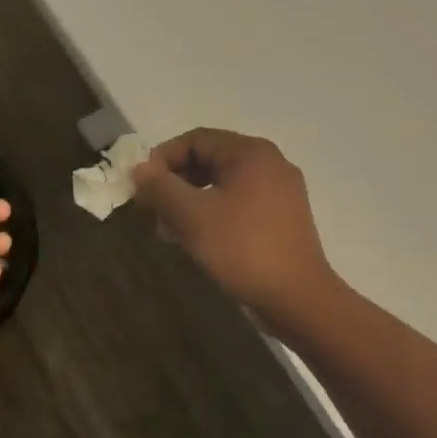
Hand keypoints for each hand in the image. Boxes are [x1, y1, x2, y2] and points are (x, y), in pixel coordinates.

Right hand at [133, 129, 339, 334]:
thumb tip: (139, 169)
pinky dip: (214, 213)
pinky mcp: (284, 217)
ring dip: (191, 201)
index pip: (195, 139)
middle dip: (175, 183)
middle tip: (152, 211)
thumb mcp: (191, 216)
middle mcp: (270, 163)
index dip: (162, 159)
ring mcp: (281, 191)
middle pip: (210, 159)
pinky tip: (199, 240)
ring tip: (171, 230)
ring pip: (223, 183)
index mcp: (250, 152)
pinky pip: (240, 202)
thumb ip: (160, 187)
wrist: (297, 298)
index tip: (140, 188)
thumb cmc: (242, 248)